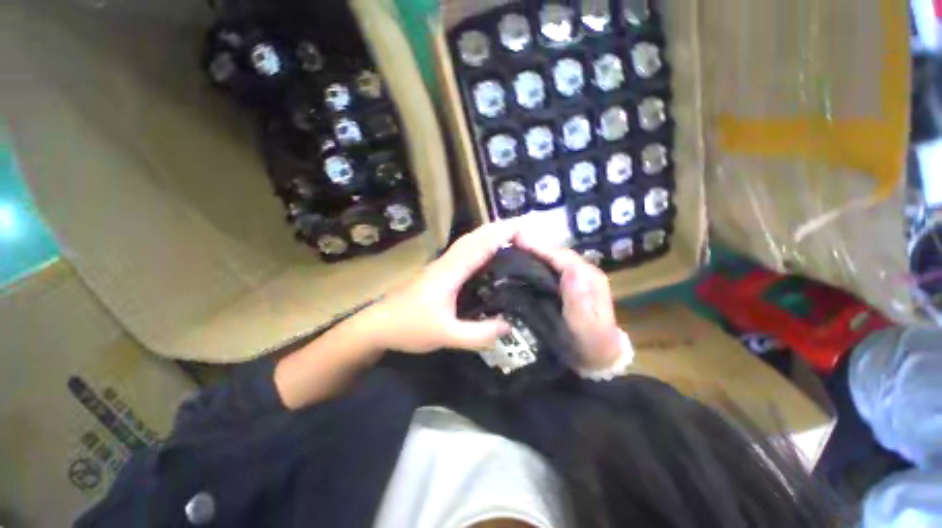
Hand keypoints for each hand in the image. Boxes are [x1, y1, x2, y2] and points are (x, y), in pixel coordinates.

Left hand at [363, 222, 519, 353]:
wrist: (377, 325)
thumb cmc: (408, 328)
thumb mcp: (445, 335)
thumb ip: (477, 334)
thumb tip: (509, 326)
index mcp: (450, 272)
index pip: (480, 245)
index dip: (502, 233)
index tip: (523, 226)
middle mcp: (447, 262)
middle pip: (474, 237)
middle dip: (498, 228)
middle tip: (523, 229)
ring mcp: (441, 265)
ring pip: (468, 242)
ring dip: (488, 234)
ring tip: (510, 236)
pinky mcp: (438, 272)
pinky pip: (464, 252)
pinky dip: (479, 246)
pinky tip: (486, 254)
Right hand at [515, 235, 629, 370]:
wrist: (598, 356)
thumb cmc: (591, 343)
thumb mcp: (587, 327)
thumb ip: (580, 301)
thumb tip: (570, 269)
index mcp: (590, 278)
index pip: (563, 257)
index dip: (540, 247)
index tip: (516, 240)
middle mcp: (584, 272)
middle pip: (557, 254)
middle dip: (534, 247)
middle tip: (508, 242)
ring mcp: (577, 278)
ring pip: (553, 260)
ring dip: (534, 254)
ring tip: (510, 251)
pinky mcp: (569, 285)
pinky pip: (551, 269)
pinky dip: (536, 264)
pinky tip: (522, 266)